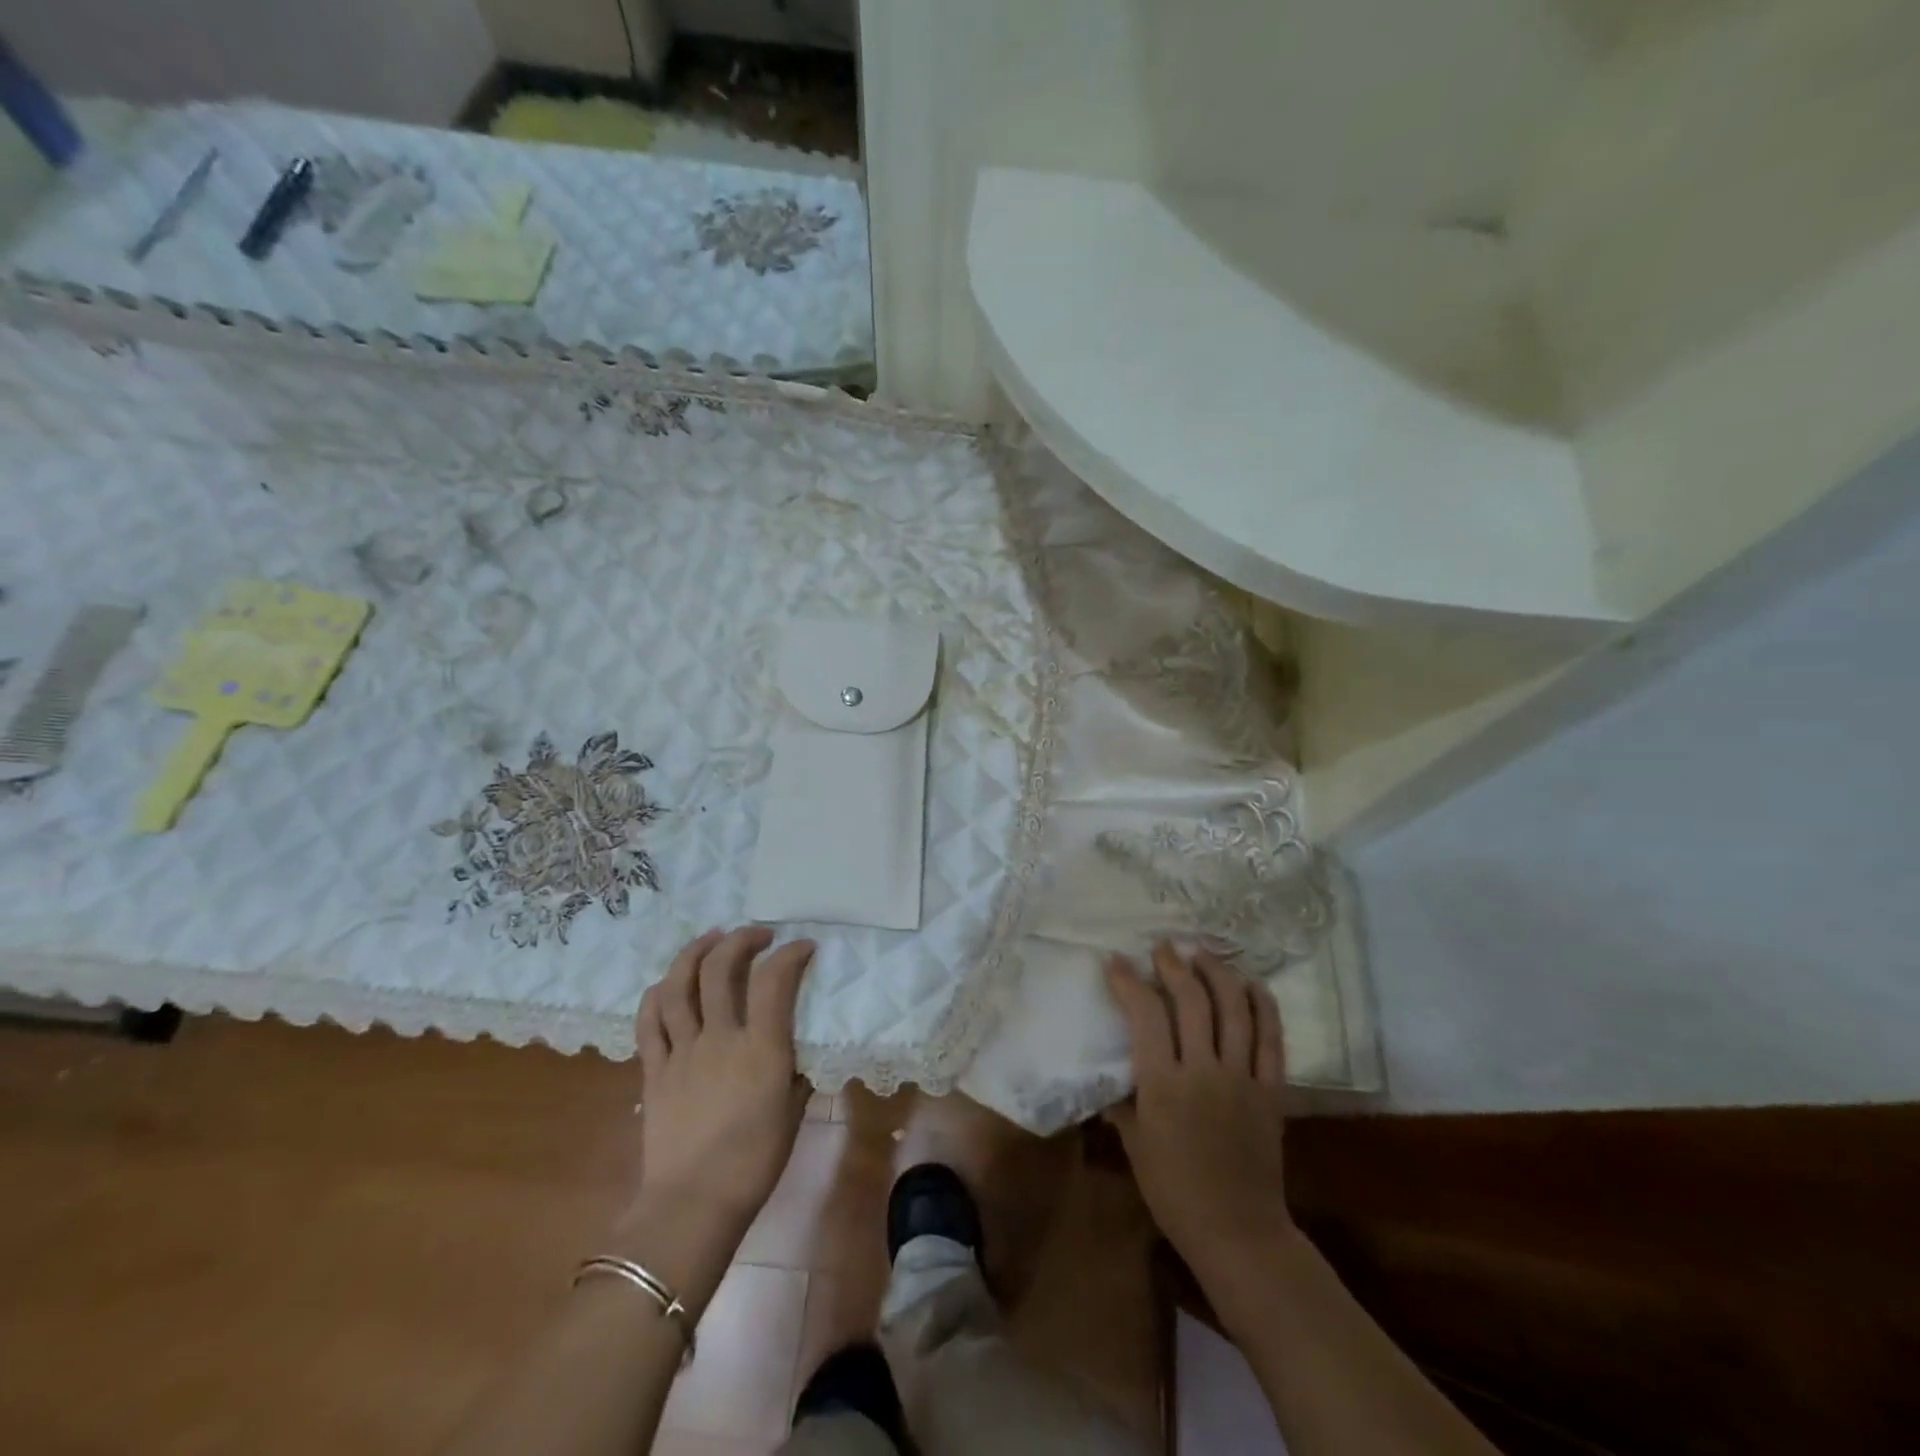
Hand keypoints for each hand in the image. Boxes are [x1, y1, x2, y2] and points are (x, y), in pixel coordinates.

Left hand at [629, 926, 813, 1233]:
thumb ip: (795, 1071)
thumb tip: (796, 1049)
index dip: (791, 954)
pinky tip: (667, 983)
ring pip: (678, 986)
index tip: (803, 947)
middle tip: (757, 935)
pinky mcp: (654, 1070)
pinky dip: (656, 995)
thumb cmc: (755, 1162)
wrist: (693, 1204)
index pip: (775, 980)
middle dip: (741, 940)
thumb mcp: (793, 1110)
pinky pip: (648, 1022)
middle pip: (721, 969)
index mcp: (760, 1048)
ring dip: (695, 953)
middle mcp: (719, 1038)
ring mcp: (681, 1051)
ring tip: (711, 939)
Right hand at [1105, 944, 1297, 1289]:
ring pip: (1234, 1009)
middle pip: (1192, 1001)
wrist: (1238, 1232)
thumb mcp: (1135, 1147)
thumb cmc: (1175, 1192)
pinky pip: (1272, 1038)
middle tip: (1163, 948)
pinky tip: (1251, 984)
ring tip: (1203, 953)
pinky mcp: (1272, 1090)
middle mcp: (1204, 1071)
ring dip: (1218, 973)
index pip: (1145, 1015)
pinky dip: (1264, 1006)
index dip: (1129, 982)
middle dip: (1174, 966)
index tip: (1117, 961)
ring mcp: (1242, 1078)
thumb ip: (1122, 1104)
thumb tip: (1108, 1079)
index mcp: (1163, 1085)